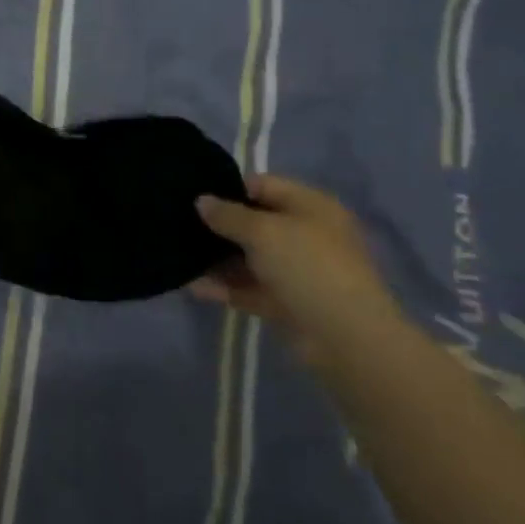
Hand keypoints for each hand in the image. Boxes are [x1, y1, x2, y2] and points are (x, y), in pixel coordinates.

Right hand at [190, 175, 402, 360]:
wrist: (345, 337)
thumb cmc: (307, 267)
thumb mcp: (263, 231)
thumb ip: (228, 215)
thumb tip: (201, 201)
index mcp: (310, 207)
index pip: (262, 185)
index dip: (228, 189)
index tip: (193, 196)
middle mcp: (304, 234)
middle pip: (254, 223)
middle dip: (219, 226)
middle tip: (179, 226)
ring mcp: (295, 270)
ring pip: (249, 258)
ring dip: (217, 259)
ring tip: (179, 257)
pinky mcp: (285, 301)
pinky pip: (249, 288)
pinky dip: (224, 287)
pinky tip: (193, 287)